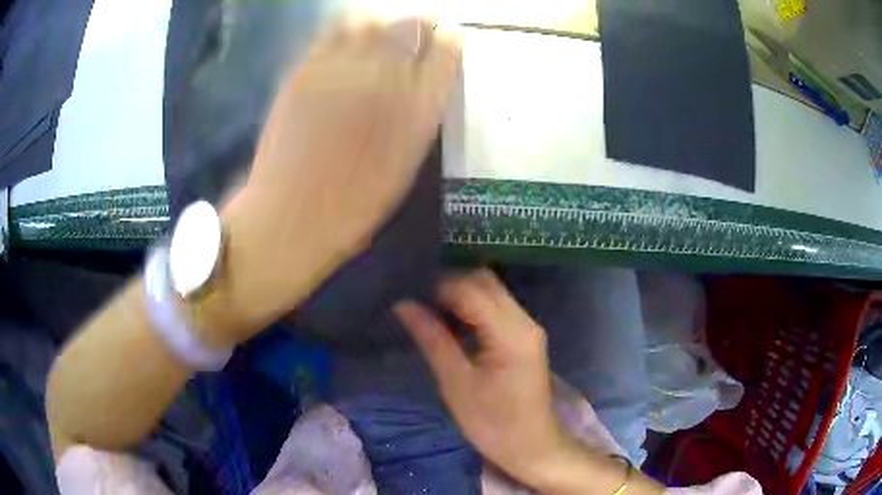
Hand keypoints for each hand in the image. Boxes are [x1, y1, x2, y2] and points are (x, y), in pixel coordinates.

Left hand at [214, 16, 461, 342]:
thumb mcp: (405, 162)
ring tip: (379, 38)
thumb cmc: (354, 203)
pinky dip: (346, 31)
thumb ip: (421, 112)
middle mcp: (382, 77)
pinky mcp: (303, 72)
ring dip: (380, 24)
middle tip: (414, 35)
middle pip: (408, 25)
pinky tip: (346, 47)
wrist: (290, 217)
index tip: (447, 36)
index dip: (448, 37)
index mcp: (416, 107)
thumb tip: (426, 76)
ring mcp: (338, 70)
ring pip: (368, 21)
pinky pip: (331, 34)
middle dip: (418, 24)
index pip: (444, 50)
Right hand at [395, 269, 571, 485]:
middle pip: (485, 281)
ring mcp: (528, 327)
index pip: (470, 289)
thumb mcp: (456, 384)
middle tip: (415, 298)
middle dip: (449, 284)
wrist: (531, 446)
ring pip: (492, 291)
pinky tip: (450, 319)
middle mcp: (525, 320)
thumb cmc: (492, 423)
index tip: (406, 290)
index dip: (436, 285)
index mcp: (510, 333)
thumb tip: (403, 304)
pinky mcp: (525, 336)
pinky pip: (497, 307)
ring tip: (427, 306)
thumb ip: (432, 338)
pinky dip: (472, 306)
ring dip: (460, 293)